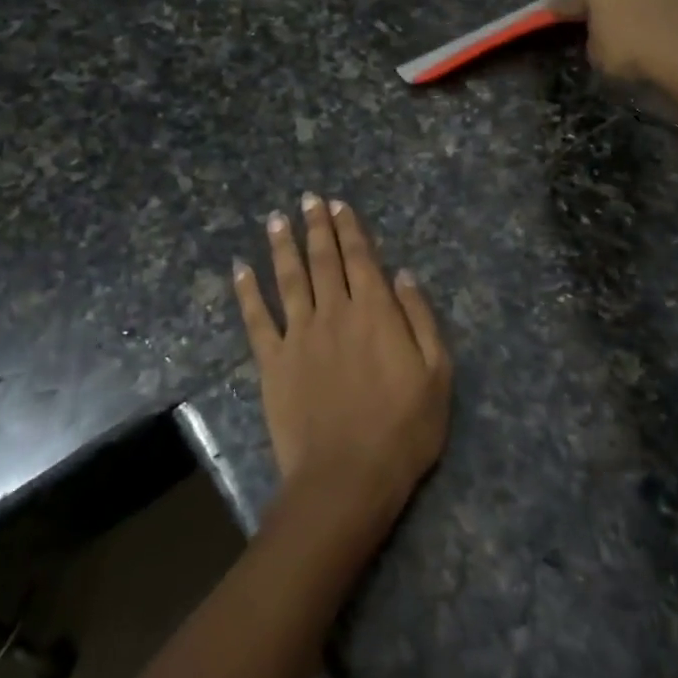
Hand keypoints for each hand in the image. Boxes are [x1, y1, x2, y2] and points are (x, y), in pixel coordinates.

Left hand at [233, 194, 451, 526]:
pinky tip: (240, 269)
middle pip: (323, 260)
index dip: (350, 229)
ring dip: (282, 246)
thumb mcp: (437, 373)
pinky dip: (247, 292)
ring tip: (276, 220)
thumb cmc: (403, 429)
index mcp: (375, 312)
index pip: (361, 259)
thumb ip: (420, 318)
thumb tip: (403, 275)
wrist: (347, 477)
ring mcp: (299, 336)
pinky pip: (256, 319)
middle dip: (317, 227)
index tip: (338, 205)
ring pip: (289, 279)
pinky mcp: (272, 362)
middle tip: (308, 199)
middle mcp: (334, 312)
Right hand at [551, 0, 677, 86]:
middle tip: (605, 24)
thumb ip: (594, 38)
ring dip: (644, 5)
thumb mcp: (596, 55)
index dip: (562, 12)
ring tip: (645, 30)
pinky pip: (677, 4)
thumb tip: (603, 33)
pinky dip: (674, 15)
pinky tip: (675, 35)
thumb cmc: (632, 54)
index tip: (552, 16)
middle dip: (609, 2)